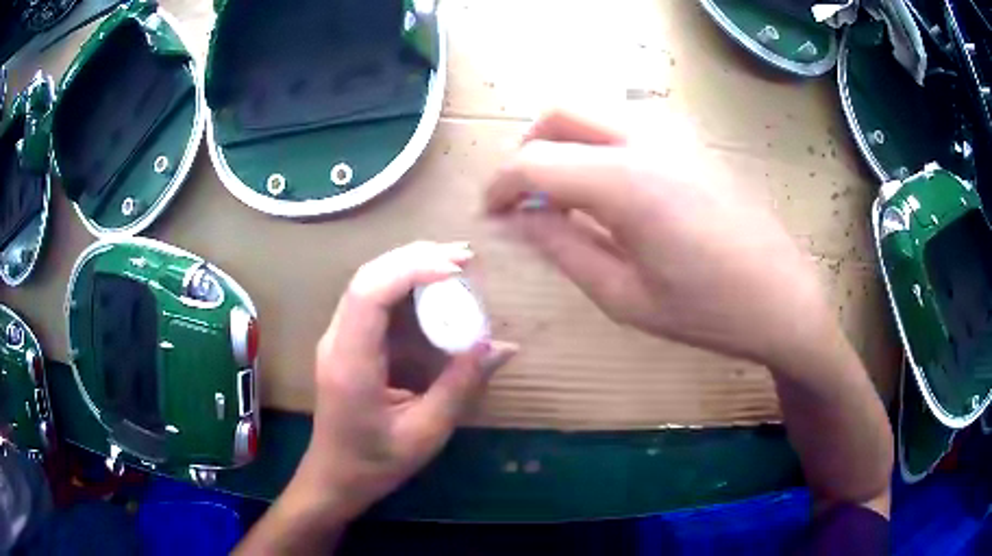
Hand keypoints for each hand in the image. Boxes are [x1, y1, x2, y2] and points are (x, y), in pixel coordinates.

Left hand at [286, 241, 516, 521]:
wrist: (335, 476)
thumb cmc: (376, 461)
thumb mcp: (426, 432)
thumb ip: (461, 386)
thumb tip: (501, 346)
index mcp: (351, 363)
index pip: (370, 293)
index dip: (412, 269)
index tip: (458, 268)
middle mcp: (337, 340)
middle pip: (368, 277)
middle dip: (416, 257)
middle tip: (465, 256)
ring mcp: (338, 338)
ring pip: (369, 282)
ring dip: (410, 265)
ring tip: (454, 263)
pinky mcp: (347, 342)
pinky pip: (373, 300)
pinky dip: (404, 284)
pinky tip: (432, 286)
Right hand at [486, 109, 835, 368]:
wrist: (783, 298)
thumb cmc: (707, 310)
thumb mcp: (624, 295)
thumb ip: (562, 248)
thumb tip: (520, 219)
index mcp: (625, 181)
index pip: (534, 160)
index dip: (501, 186)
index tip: (492, 214)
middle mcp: (646, 139)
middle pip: (559, 112)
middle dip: (527, 148)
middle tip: (524, 195)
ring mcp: (674, 134)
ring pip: (594, 112)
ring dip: (563, 141)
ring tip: (564, 194)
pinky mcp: (692, 141)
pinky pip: (626, 124)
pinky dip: (597, 143)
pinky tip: (610, 187)